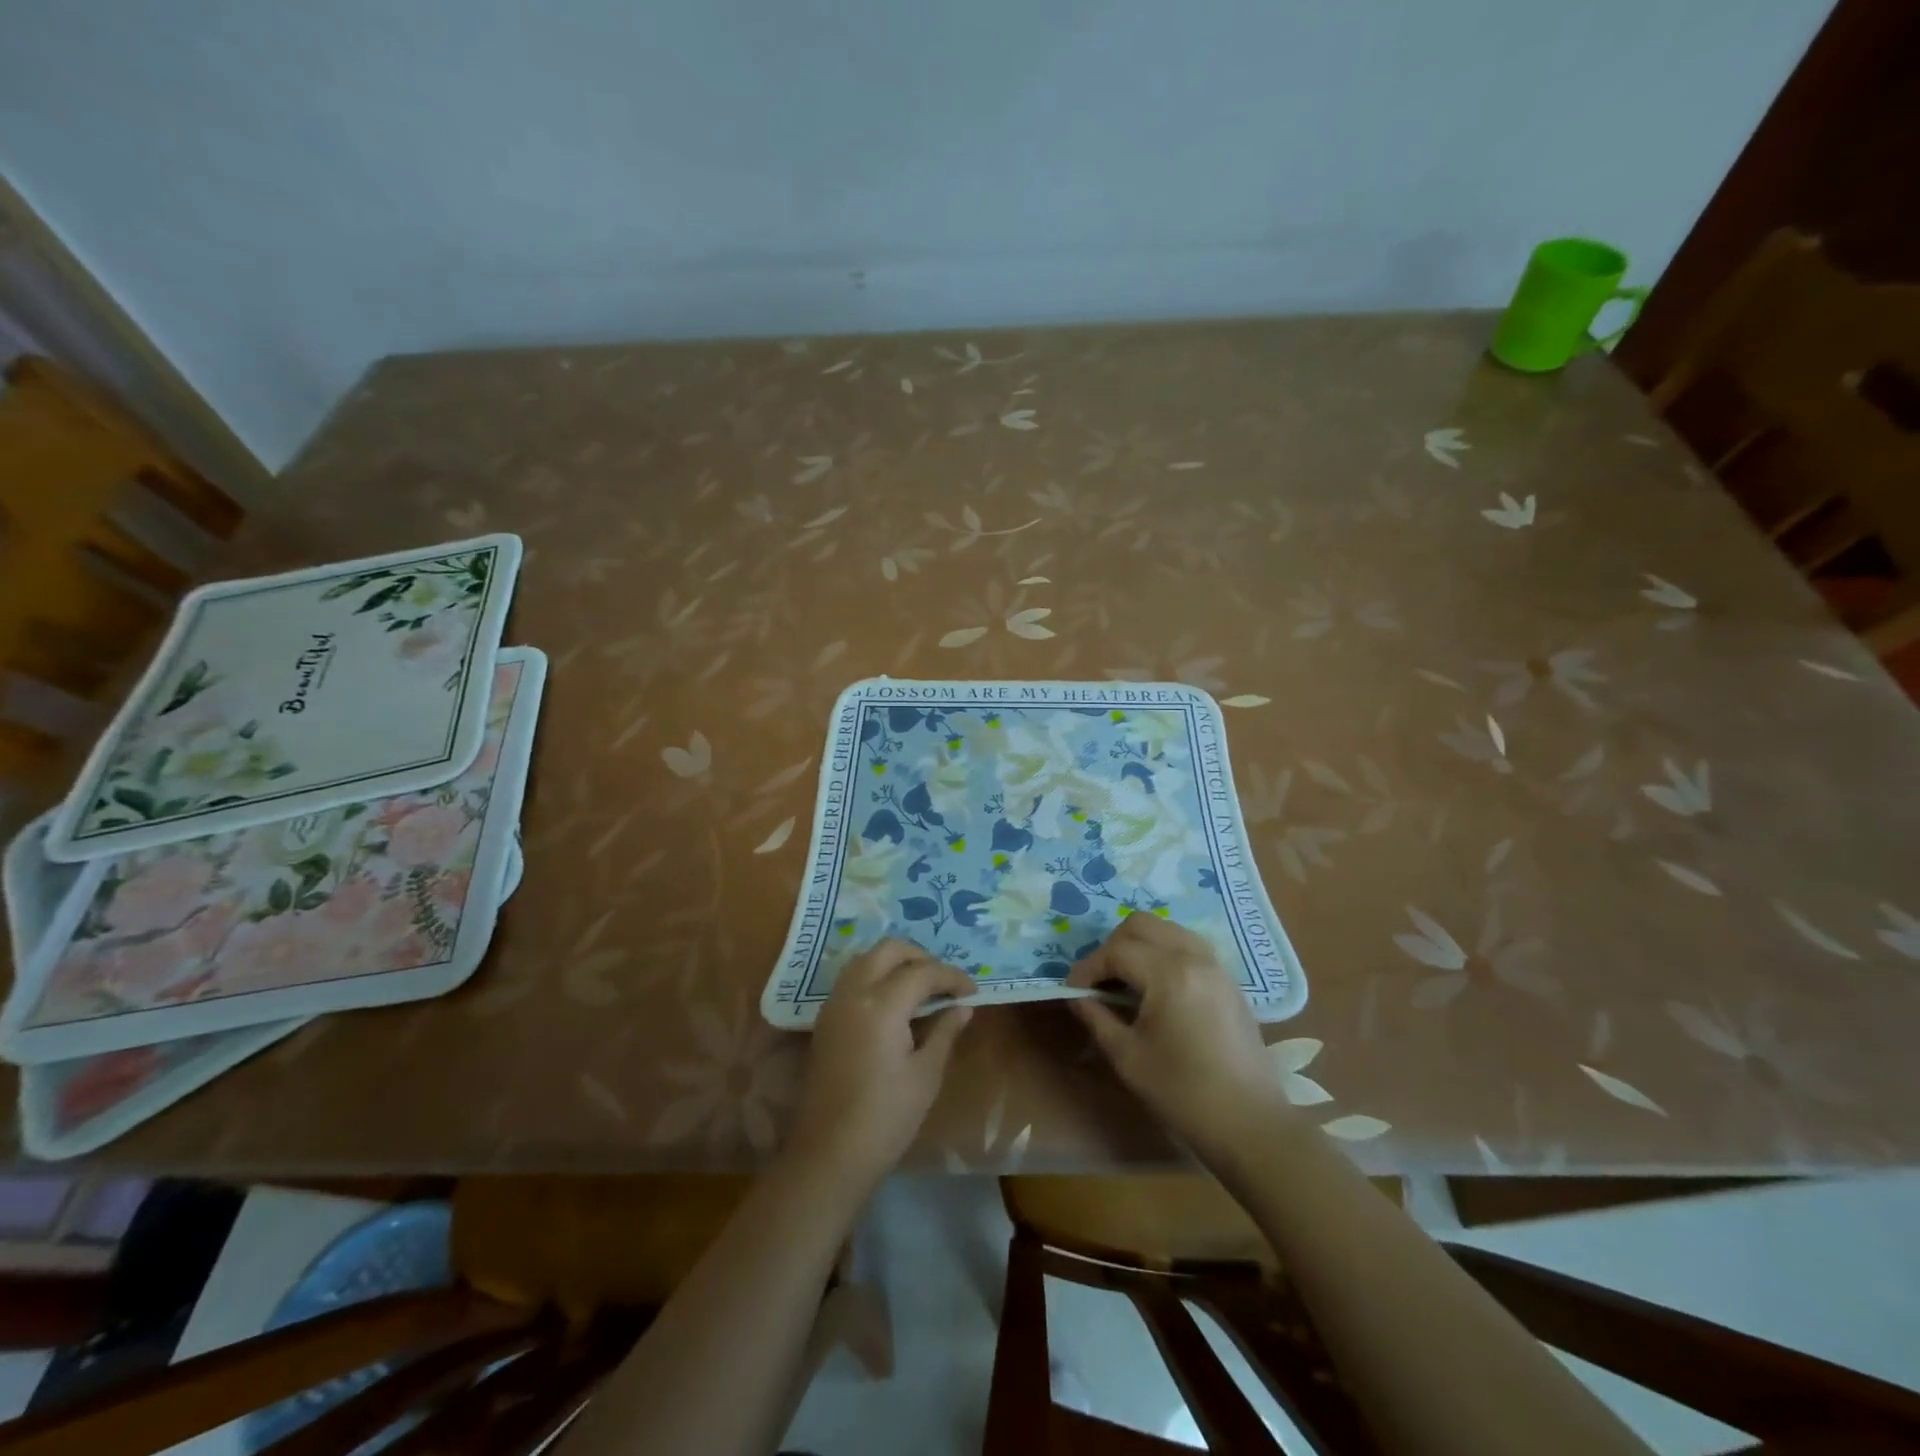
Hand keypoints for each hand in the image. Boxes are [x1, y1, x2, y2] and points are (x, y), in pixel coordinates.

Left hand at [786, 939, 974, 1187]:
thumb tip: (963, 1007)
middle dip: (921, 957)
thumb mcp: (925, 1075)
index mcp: (881, 1006)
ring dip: (896, 963)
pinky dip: (876, 976)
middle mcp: (854, 993)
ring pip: (866, 959)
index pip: (923, 972)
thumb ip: (944, 1032)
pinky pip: (853, 979)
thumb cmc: (886, 1118)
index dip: (951, 977)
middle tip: (944, 982)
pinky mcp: (825, 1020)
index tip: (972, 991)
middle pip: (889, 950)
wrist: (829, 1154)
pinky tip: (895, 1002)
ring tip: (922, 989)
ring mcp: (834, 1004)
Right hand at [1067, 914, 1287, 1158]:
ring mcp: (1216, 965)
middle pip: (1141, 924)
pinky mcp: (1228, 979)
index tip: (1072, 989)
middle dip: (1112, 946)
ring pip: (1166, 929)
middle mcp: (1194, 957)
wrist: (1250, 1124)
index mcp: (1168, 974)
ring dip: (1139, 944)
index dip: (1088, 967)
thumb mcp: (1128, 1057)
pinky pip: (1188, 945)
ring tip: (1126, 980)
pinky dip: (1164, 952)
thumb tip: (1077, 996)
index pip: (1116, 951)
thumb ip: (1097, 1018)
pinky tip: (1156, 987)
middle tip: (1100, 981)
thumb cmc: (1183, 1093)